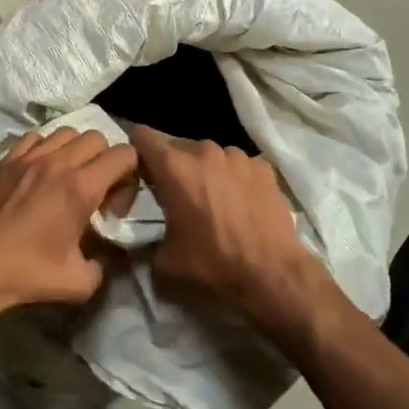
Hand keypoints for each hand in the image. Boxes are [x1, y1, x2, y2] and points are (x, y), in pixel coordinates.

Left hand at [0, 127, 136, 324]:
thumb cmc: (26, 275)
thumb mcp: (80, 282)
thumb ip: (105, 264)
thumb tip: (107, 256)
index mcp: (80, 187)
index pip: (124, 154)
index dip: (130, 177)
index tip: (114, 206)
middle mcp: (57, 162)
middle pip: (97, 138)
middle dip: (105, 161)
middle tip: (95, 192)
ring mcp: (28, 157)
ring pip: (66, 132)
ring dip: (76, 151)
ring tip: (67, 180)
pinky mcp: (5, 160)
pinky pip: (35, 138)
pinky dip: (46, 149)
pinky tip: (39, 175)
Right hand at [130, 125, 325, 331]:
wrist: (271, 272)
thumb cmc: (212, 262)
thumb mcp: (165, 258)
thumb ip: (149, 235)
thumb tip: (149, 235)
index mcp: (174, 167)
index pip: (143, 136)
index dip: (138, 151)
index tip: (143, 172)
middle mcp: (204, 151)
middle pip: (178, 148)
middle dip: (174, 167)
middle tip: (179, 196)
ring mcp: (236, 155)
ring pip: (210, 156)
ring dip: (206, 171)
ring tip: (215, 200)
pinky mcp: (262, 166)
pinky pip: (238, 165)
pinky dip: (235, 178)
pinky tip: (242, 203)